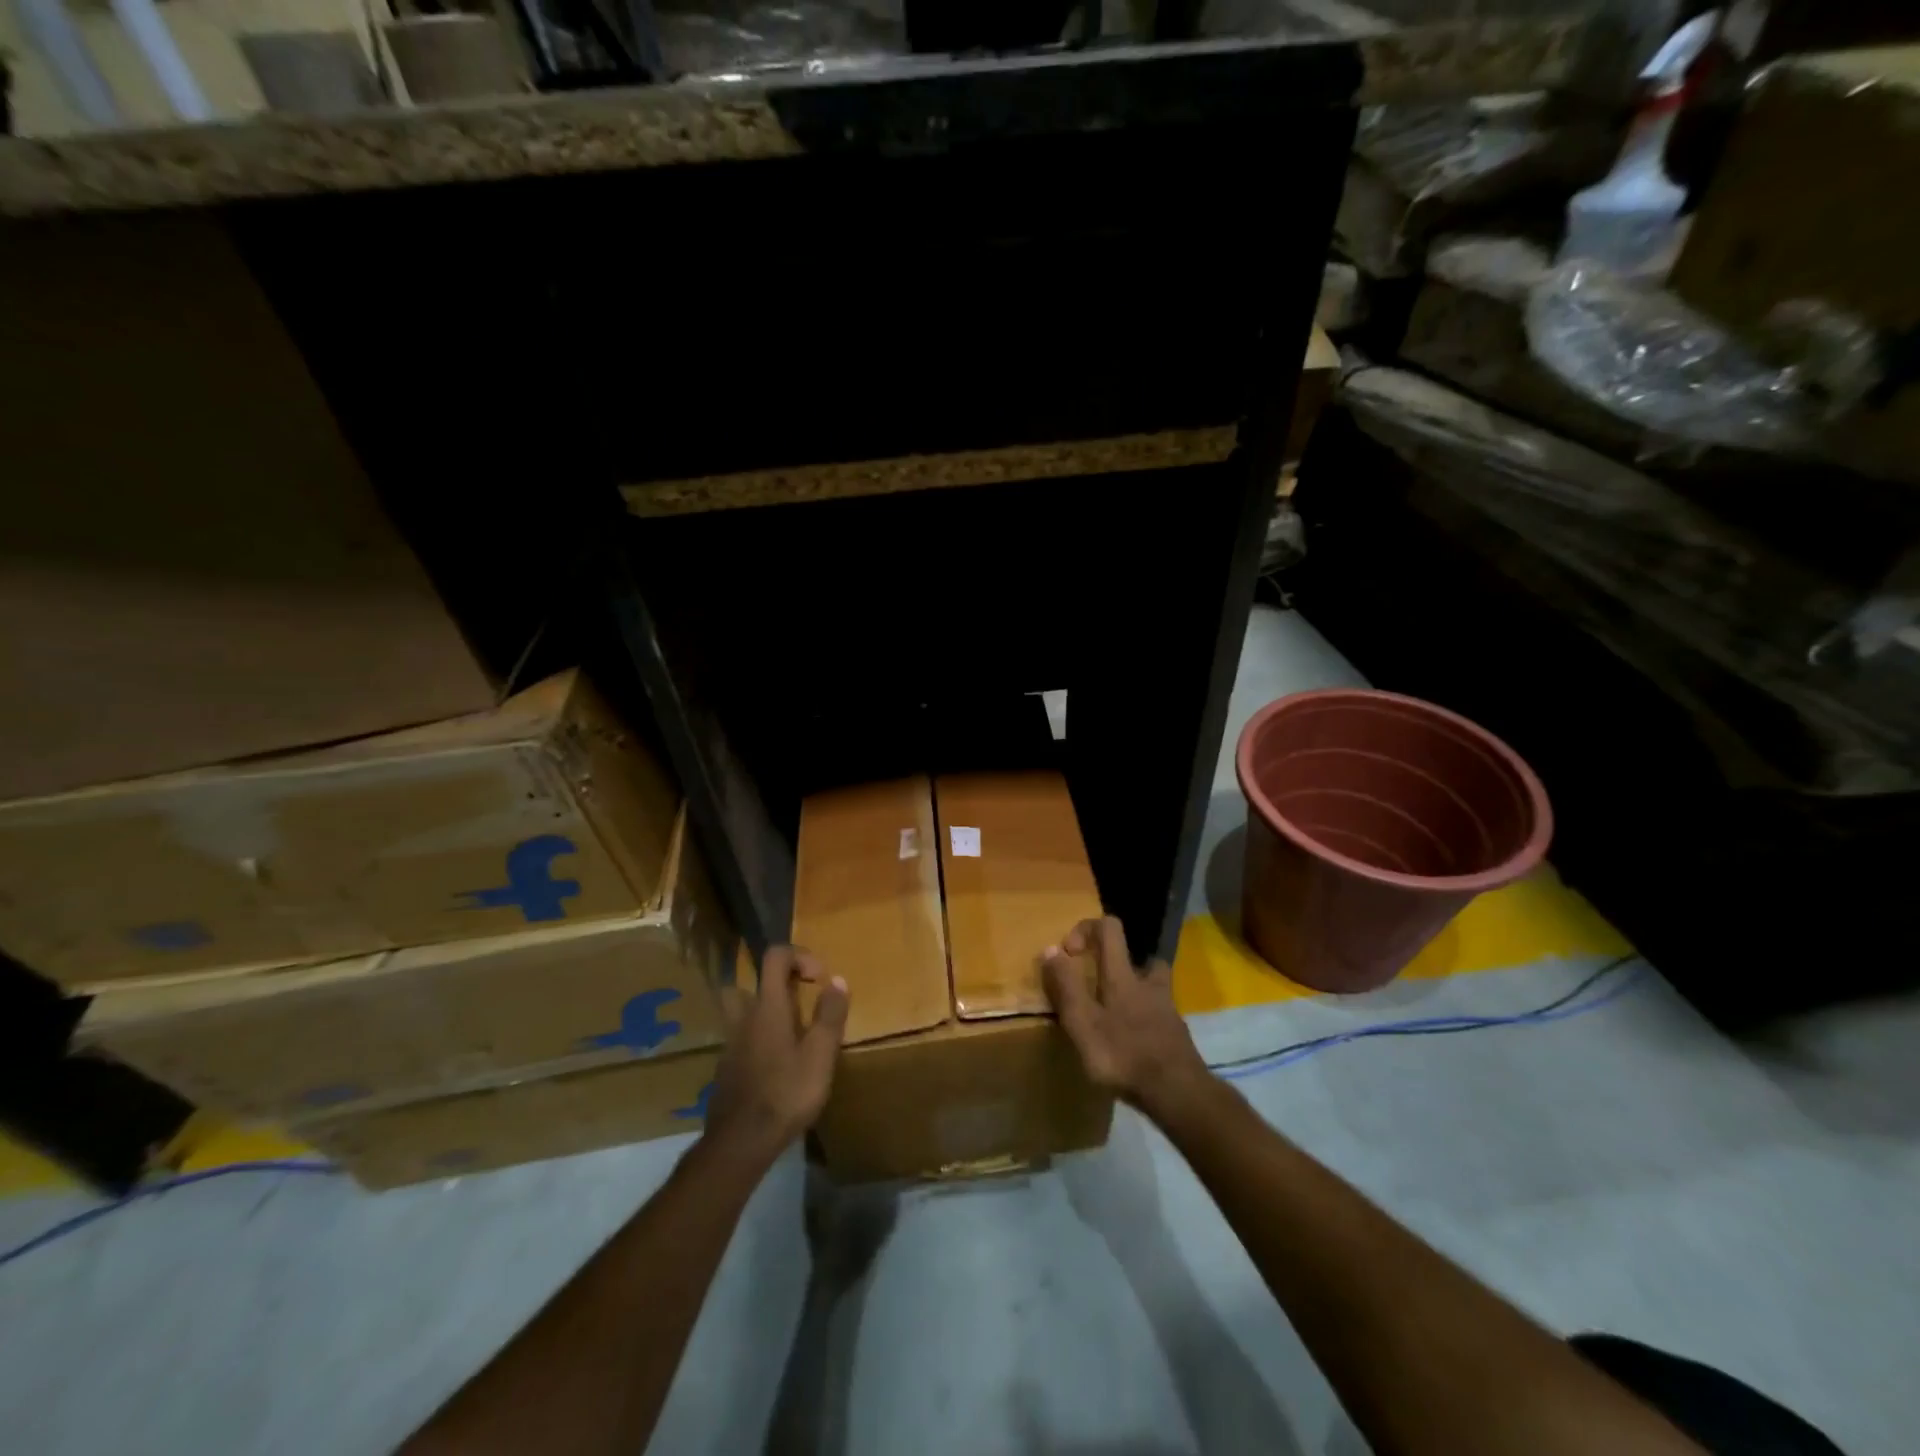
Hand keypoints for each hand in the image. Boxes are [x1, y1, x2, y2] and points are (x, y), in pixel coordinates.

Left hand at [706, 945, 850, 1160]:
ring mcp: (730, 1046)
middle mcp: (743, 1019)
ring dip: (760, 1013)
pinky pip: (739, 1042)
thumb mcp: (820, 1054)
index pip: (774, 957)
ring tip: (786, 1033)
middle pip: (745, 984)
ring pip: (739, 1015)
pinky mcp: (725, 1071)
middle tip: (793, 1000)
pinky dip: (755, 1042)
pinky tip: (774, 1066)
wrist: (741, 1142)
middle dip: (768, 984)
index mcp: (768, 1007)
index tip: (818, 977)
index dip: (798, 955)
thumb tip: (837, 980)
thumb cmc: (786, 1092)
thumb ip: (829, 1015)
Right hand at [1042, 917, 1210, 1122]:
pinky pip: (1159, 1014)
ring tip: (1115, 1014)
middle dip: (1116, 963)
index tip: (1070, 954)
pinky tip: (1133, 1043)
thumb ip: (1066, 986)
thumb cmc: (1124, 1055)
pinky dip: (1145, 1020)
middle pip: (1138, 956)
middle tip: (1097, 987)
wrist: (1179, 1094)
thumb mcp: (1083, 1023)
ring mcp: (1168, 1009)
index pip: (1110, 928)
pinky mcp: (1177, 1035)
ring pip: (1152, 985)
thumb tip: (1051, 950)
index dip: (1086, 929)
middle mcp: (1149, 983)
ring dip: (1135, 990)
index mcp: (1123, 976)